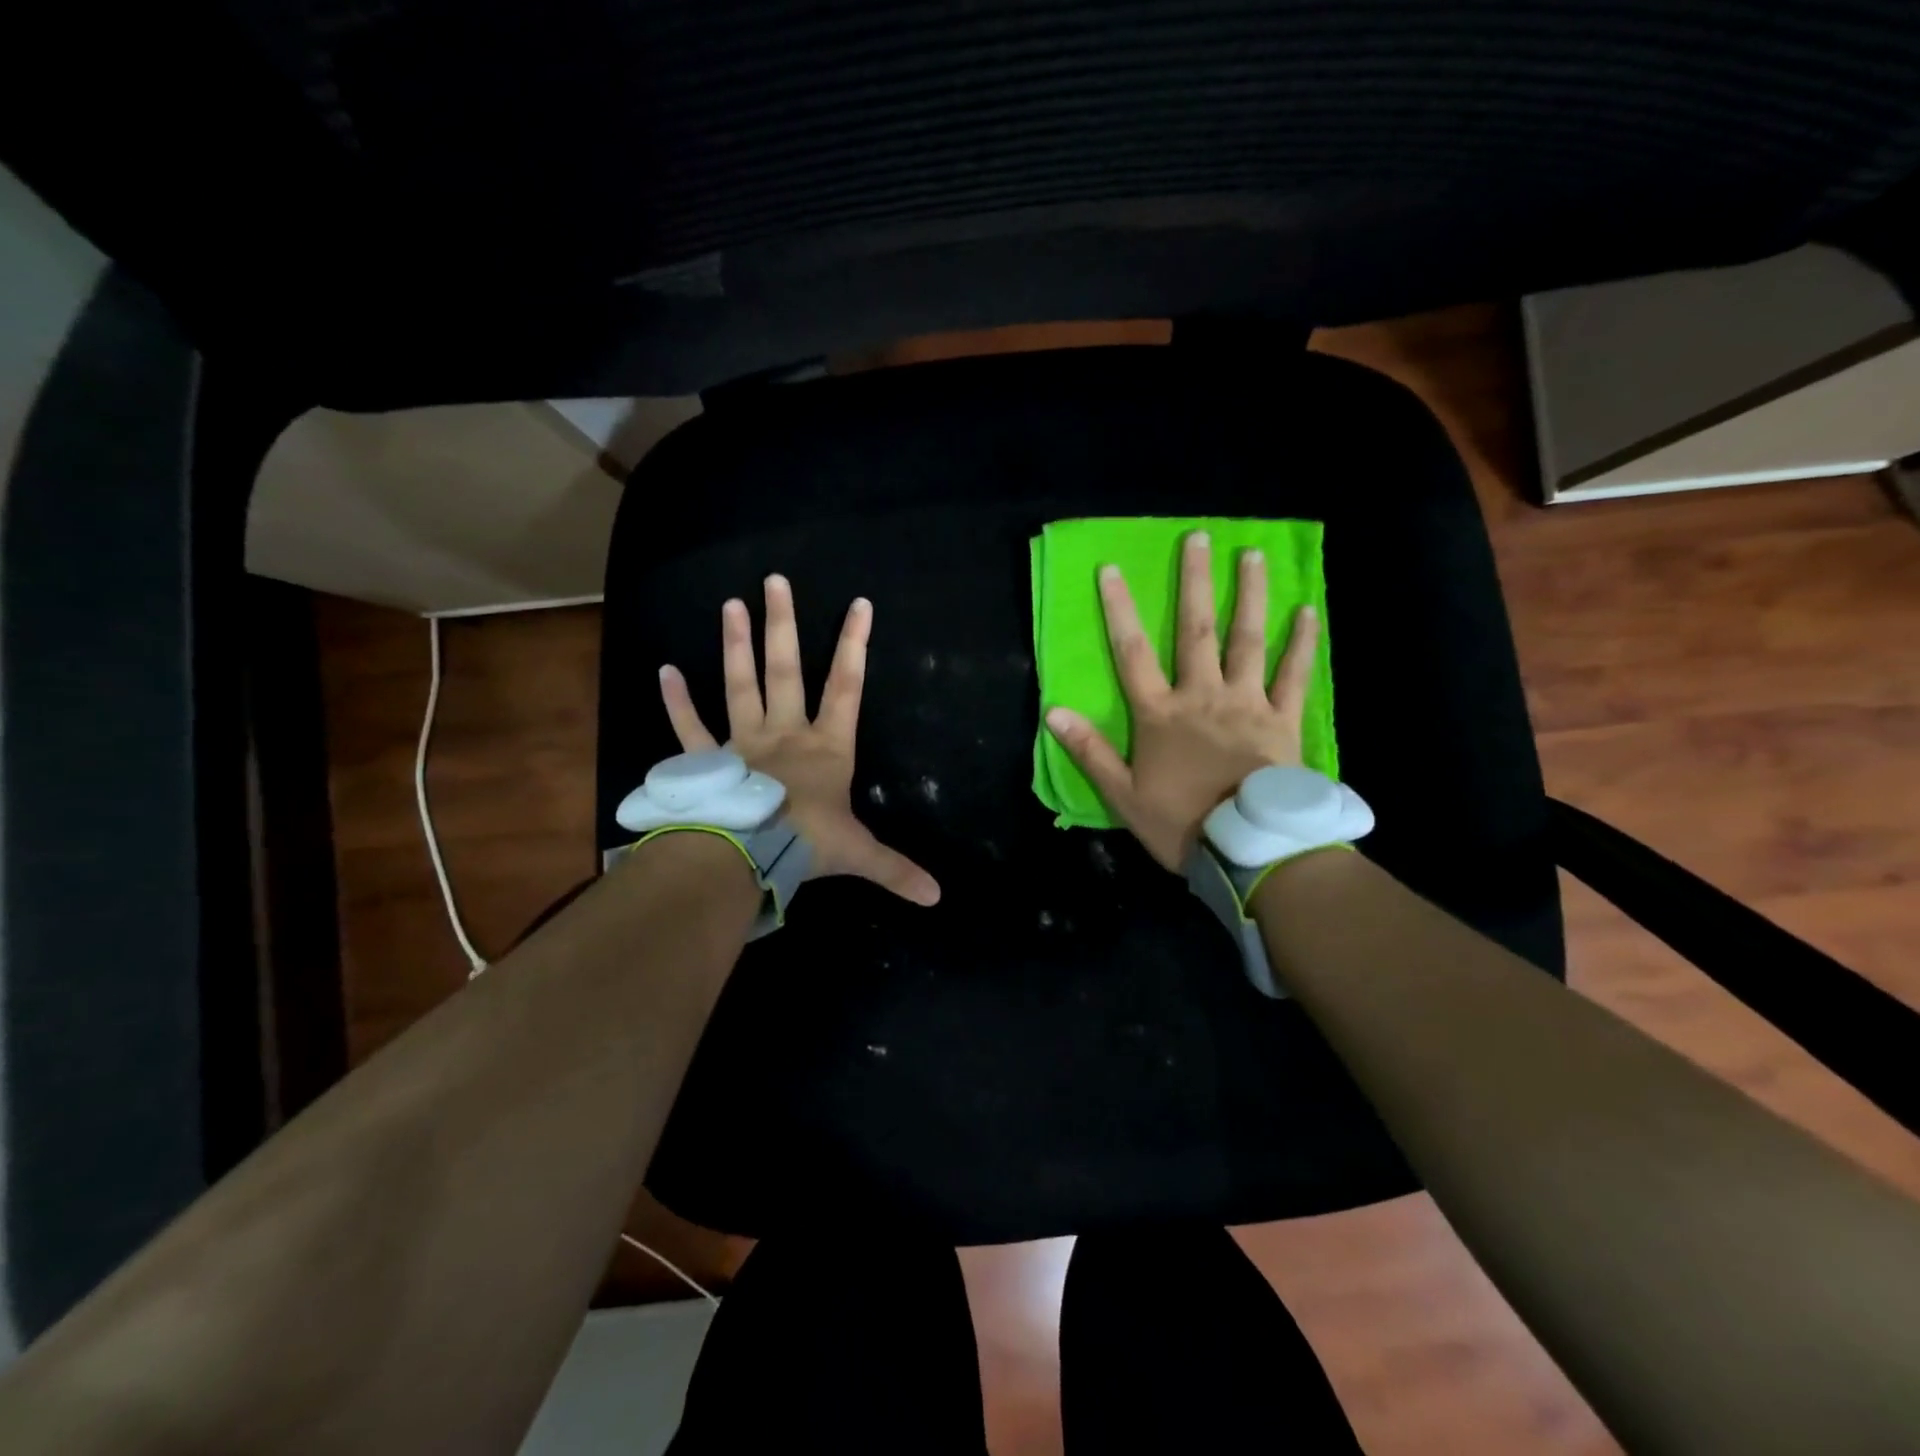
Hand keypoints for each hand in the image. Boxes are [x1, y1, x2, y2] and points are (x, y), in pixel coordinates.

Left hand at [658, 574, 940, 905]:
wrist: (748, 855)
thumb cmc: (807, 843)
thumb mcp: (859, 855)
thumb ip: (896, 870)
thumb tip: (937, 898)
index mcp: (826, 747)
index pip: (847, 686)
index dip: (854, 644)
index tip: (859, 604)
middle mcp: (786, 733)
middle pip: (786, 670)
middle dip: (783, 626)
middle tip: (774, 581)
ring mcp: (744, 742)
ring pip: (740, 685)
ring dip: (735, 646)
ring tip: (730, 604)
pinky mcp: (709, 760)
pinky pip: (690, 727)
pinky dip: (676, 701)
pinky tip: (664, 670)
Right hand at [1044, 531, 1319, 872]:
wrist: (1246, 850)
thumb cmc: (1179, 823)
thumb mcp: (1122, 794)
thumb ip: (1090, 751)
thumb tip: (1054, 712)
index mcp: (1160, 714)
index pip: (1132, 653)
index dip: (1119, 610)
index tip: (1111, 569)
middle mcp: (1202, 696)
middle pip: (1195, 631)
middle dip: (1194, 582)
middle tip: (1199, 537)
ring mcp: (1247, 704)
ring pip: (1247, 640)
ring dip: (1248, 596)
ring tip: (1251, 556)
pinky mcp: (1283, 721)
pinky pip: (1294, 675)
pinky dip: (1302, 643)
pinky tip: (1308, 611)